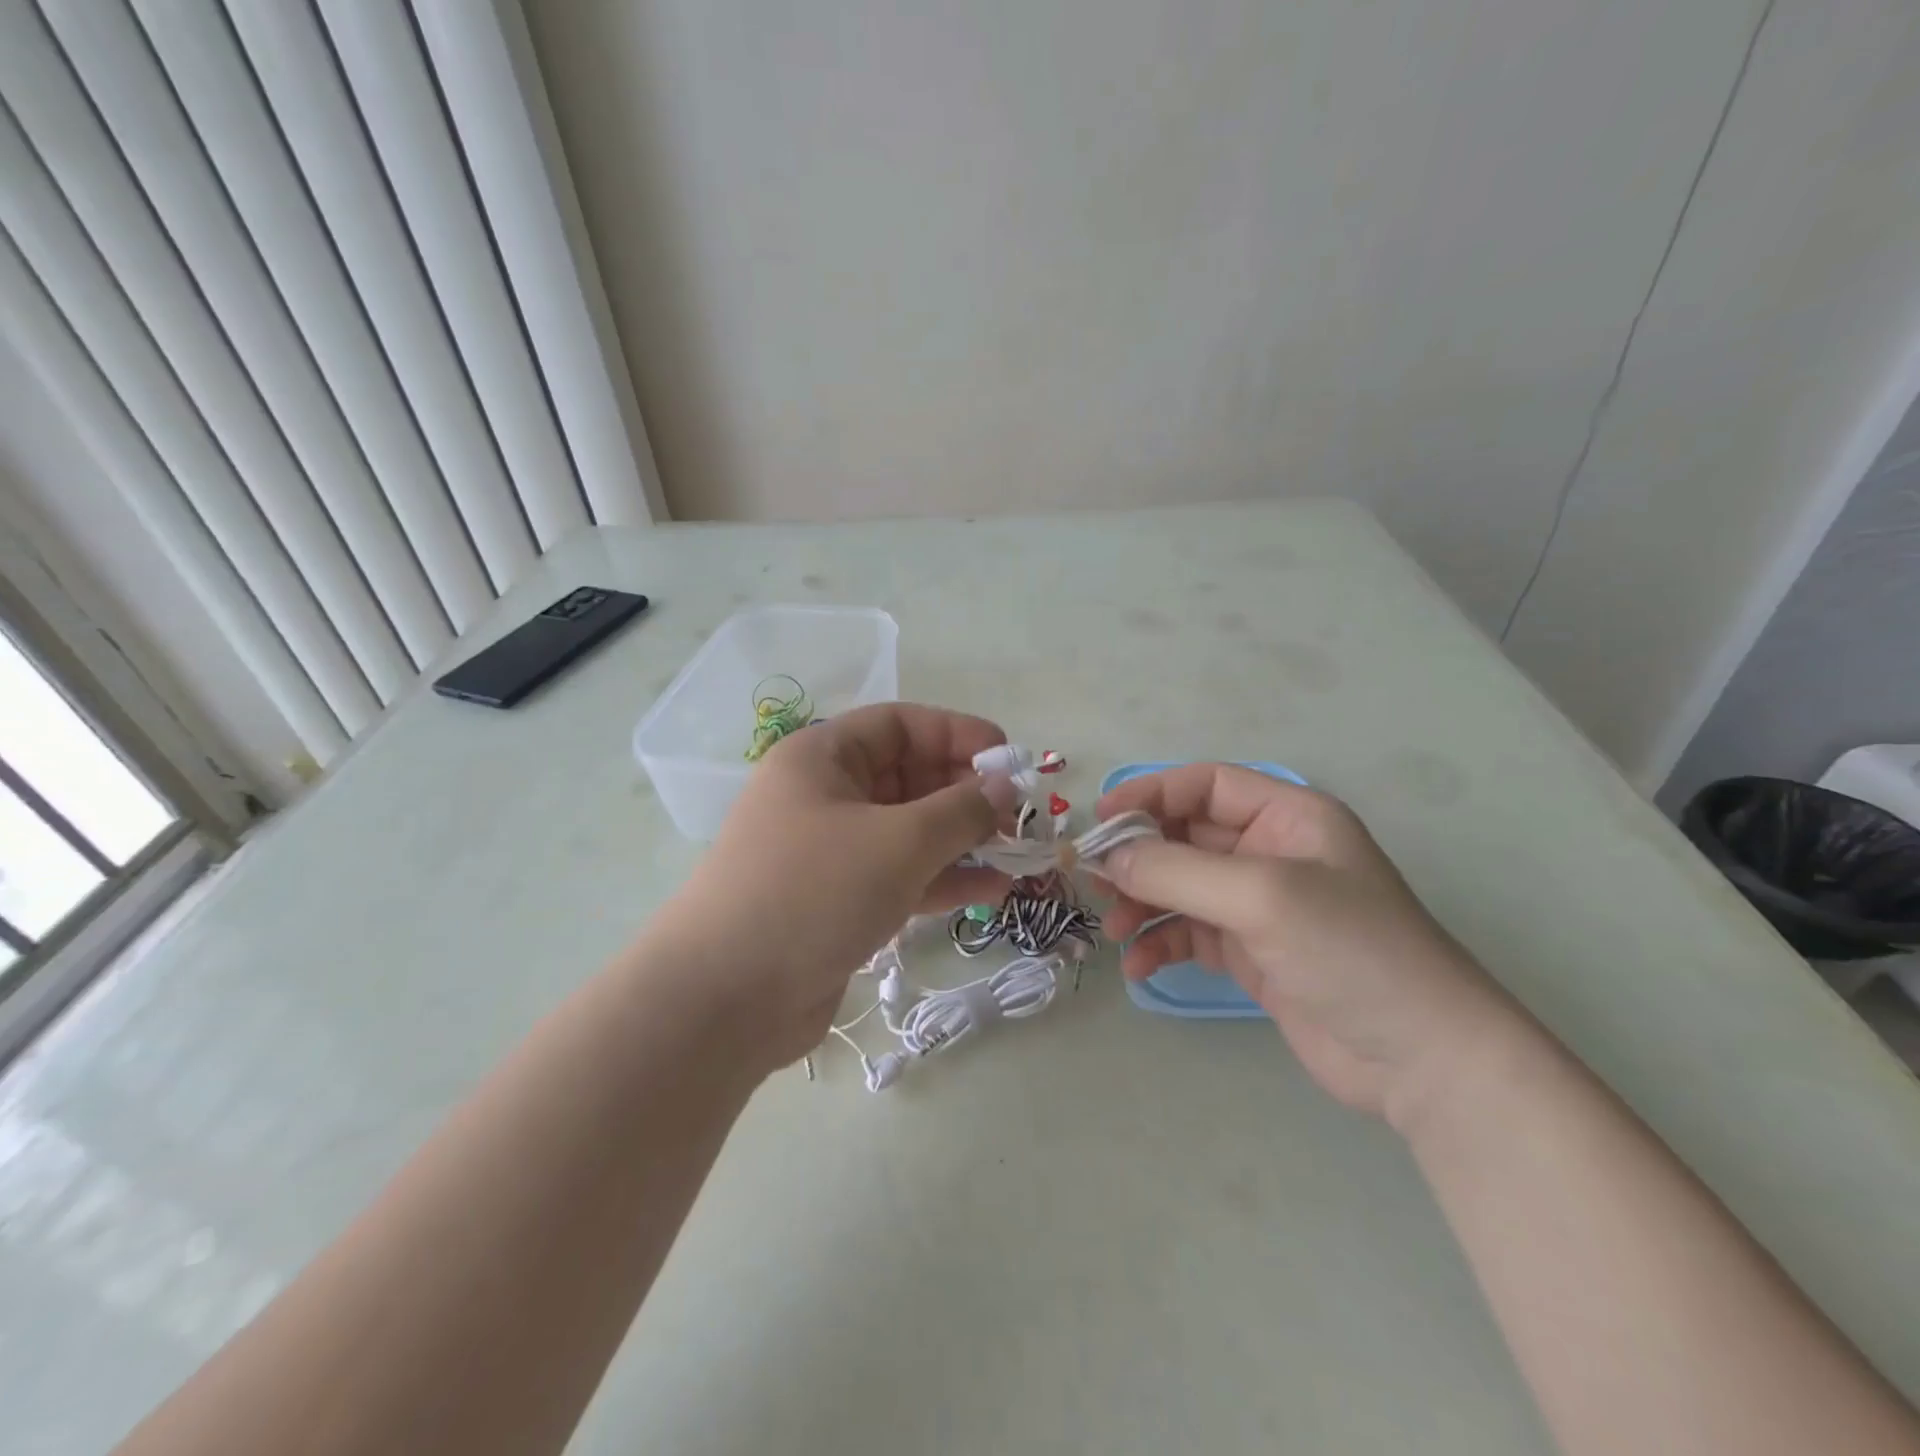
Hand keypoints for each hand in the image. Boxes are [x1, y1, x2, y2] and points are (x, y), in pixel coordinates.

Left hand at [649, 704, 1015, 1072]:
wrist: (724, 1000)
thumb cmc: (812, 893)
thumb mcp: (898, 842)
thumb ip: (961, 810)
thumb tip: (1005, 785)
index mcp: (822, 757)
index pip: (901, 725)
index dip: (958, 734)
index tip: (1010, 759)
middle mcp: (824, 795)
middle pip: (908, 777)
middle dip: (966, 793)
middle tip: (1018, 817)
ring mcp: (830, 851)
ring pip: (909, 830)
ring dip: (962, 840)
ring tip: (1017, 854)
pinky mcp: (839, 901)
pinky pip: (901, 875)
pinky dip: (943, 879)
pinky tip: (993, 890)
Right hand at [1096, 764, 1519, 1122]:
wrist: (1423, 1059)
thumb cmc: (1350, 950)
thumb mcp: (1261, 896)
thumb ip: (1176, 870)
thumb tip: (1107, 856)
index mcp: (1287, 816)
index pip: (1204, 784)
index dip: (1149, 794)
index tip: (1099, 821)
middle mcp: (1270, 852)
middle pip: (1185, 836)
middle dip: (1138, 857)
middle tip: (1092, 880)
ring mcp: (1259, 905)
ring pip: (1180, 886)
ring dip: (1141, 903)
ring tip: (1113, 930)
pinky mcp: (1250, 953)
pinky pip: (1190, 933)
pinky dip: (1160, 944)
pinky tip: (1140, 968)